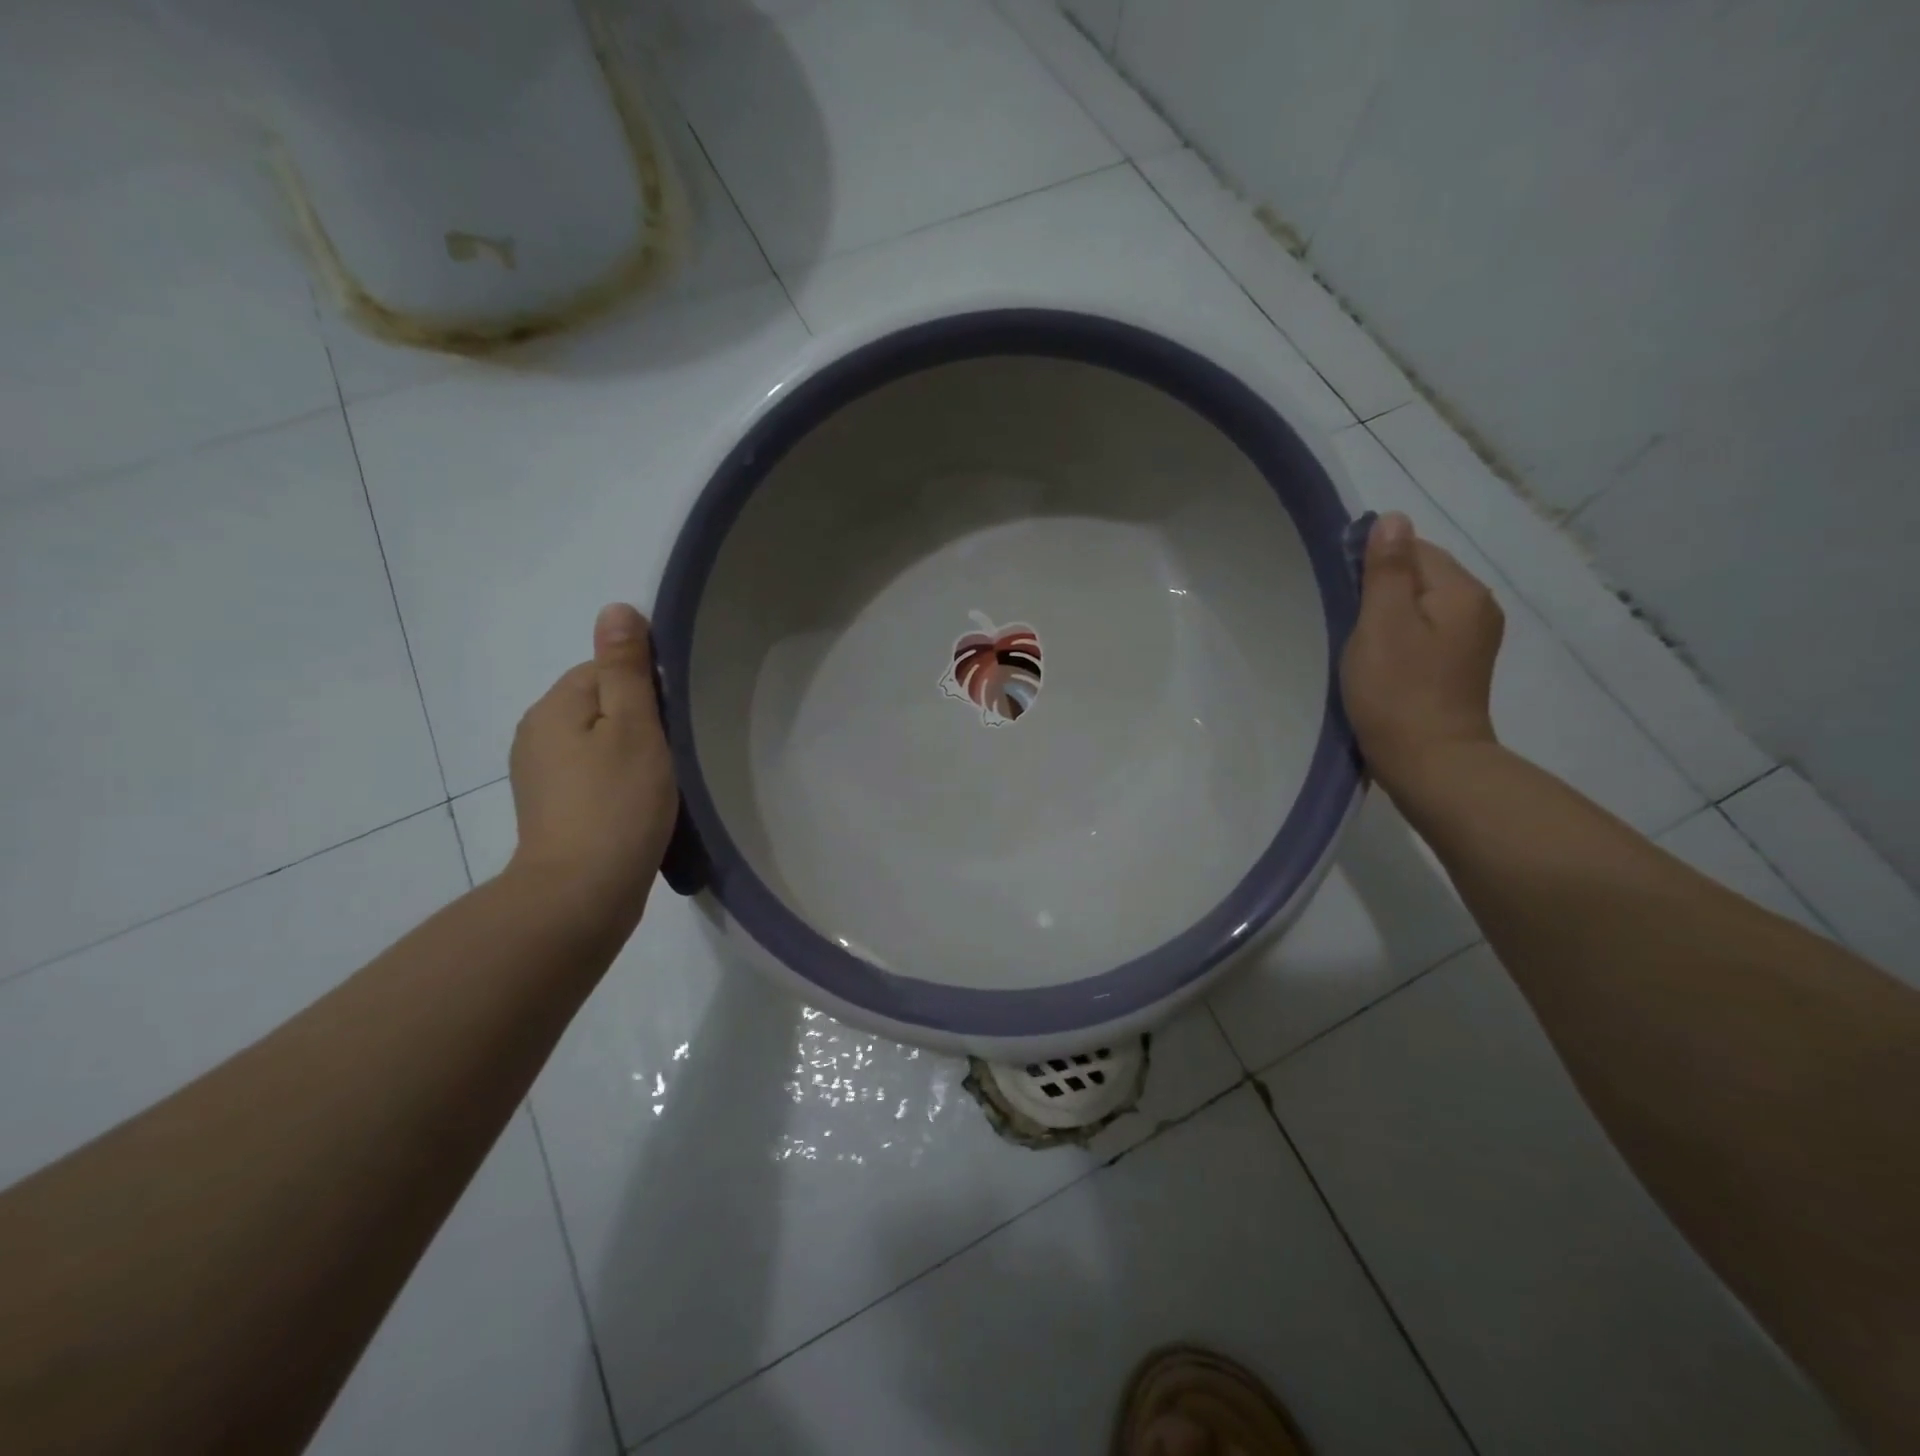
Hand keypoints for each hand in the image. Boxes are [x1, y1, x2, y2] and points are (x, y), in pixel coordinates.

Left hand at [506, 603, 678, 934]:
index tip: (672, 722)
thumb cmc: (616, 804)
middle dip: (639, 721)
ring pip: (598, 742)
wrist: (581, 895)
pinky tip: (638, 805)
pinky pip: (592, 774)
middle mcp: (537, 734)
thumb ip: (626, 669)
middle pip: (600, 704)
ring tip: (660, 782)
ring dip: (630, 753)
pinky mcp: (552, 809)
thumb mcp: (632, 727)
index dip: (645, 689)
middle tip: (672, 754)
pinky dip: (617, 781)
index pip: (604, 669)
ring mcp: (540, 775)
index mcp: (554, 707)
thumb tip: (616, 608)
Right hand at [1340, 512, 1504, 793]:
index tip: (1345, 597)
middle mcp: (1477, 607)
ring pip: (1420, 607)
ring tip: (1362, 646)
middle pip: (1421, 576)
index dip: (1374, 566)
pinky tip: (1382, 663)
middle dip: (1381, 592)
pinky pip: (1425, 633)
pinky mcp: (1460, 666)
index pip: (1415, 549)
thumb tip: (1393, 519)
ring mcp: (1473, 639)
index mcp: (1461, 591)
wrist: (1429, 762)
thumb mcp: (1381, 624)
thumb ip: (1386, 570)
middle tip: (1350, 626)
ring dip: (1388, 617)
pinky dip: (1400, 639)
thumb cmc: (1397, 691)